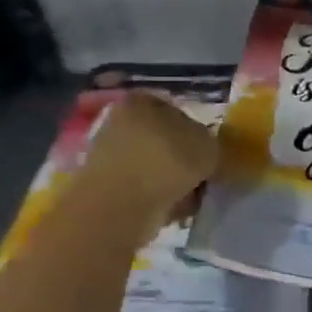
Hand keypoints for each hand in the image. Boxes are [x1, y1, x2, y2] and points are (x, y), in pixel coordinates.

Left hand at [78, 93, 219, 231]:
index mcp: (141, 100)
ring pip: (151, 165)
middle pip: (162, 139)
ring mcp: (107, 153)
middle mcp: (119, 120)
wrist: (120, 206)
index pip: (175, 110)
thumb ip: (210, 144)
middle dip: (181, 159)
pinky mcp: (101, 184)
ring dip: (168, 181)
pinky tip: (169, 210)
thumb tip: (205, 152)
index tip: (208, 155)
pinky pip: (139, 188)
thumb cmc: (166, 163)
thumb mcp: (208, 147)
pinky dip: (154, 197)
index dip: (196, 133)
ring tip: (187, 198)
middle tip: (200, 178)